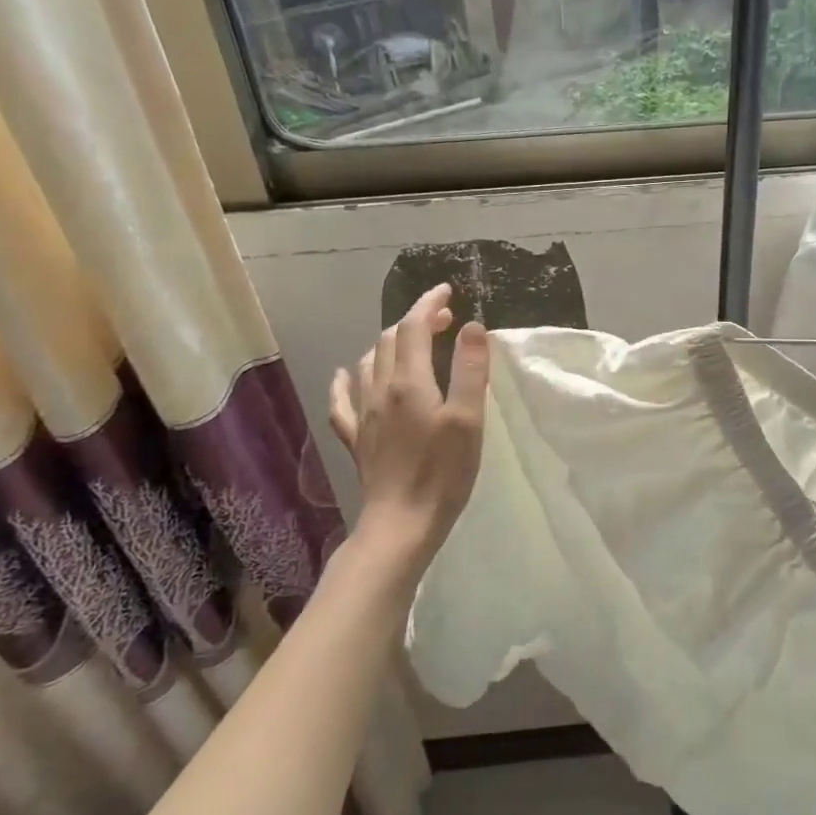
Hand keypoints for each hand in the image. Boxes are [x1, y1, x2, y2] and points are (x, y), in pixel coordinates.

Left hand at [328, 285, 488, 566]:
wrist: (402, 523)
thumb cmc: (443, 472)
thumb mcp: (468, 419)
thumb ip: (470, 370)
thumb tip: (471, 326)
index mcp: (410, 382)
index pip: (414, 326)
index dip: (429, 303)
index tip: (448, 291)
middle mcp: (380, 390)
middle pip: (391, 339)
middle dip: (415, 319)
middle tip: (444, 318)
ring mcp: (364, 414)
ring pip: (369, 362)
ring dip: (390, 343)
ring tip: (413, 342)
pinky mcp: (358, 438)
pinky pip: (343, 400)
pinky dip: (346, 380)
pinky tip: (346, 374)